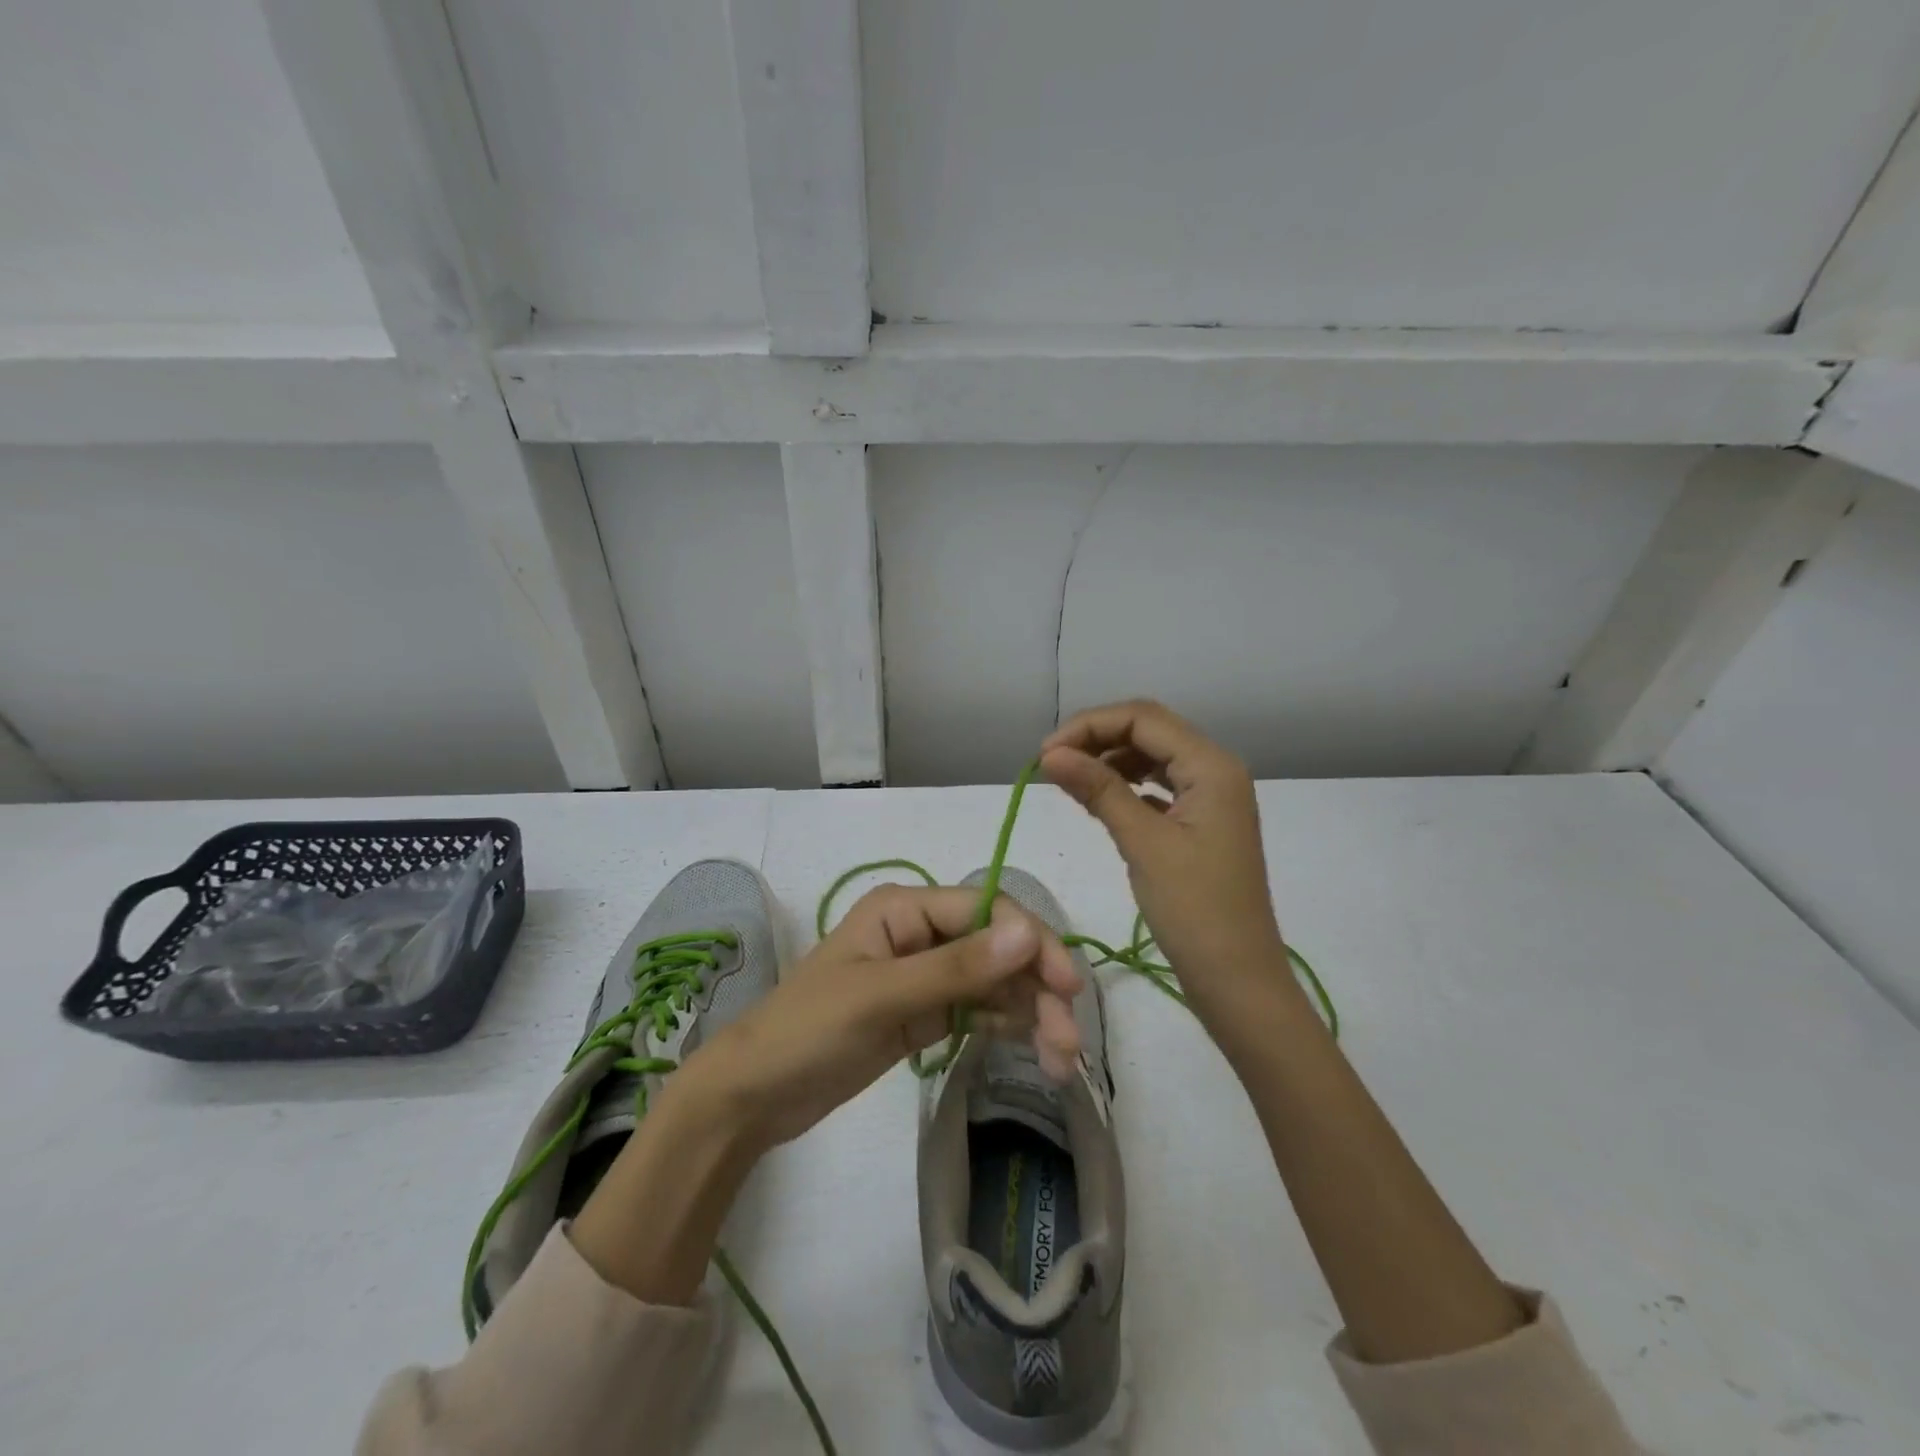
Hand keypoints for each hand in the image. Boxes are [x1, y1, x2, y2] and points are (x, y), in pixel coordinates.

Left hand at [671, 885, 1084, 1151]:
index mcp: (905, 908)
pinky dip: (1008, 1026)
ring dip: (1031, 1013)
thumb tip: (1028, 932)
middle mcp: (921, 932)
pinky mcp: (925, 1012)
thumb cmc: (808, 1031)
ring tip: (1059, 1062)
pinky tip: (1033, 1051)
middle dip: (1036, 988)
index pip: (987, 911)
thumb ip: (956, 968)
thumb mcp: (881, 997)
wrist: (754, 1095)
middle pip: (998, 948)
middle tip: (1068, 1042)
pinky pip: (979, 1009)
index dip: (1032, 942)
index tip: (1068, 987)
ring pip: (995, 982)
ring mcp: (925, 974)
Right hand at [1042, 699, 1294, 1015]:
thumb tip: (1049, 754)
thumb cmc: (1194, 910)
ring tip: (1069, 781)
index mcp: (1212, 766)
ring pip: (1152, 758)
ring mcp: (1211, 797)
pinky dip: (1126, 786)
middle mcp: (1216, 770)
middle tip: (1051, 764)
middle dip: (1097, 739)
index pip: (1143, 718)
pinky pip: (1158, 787)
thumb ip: (1098, 790)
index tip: (1045, 754)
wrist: (1237, 979)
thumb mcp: (1143, 843)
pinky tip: (1099, 800)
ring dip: (1109, 761)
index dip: (1089, 726)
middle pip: (1149, 731)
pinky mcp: (1200, 823)